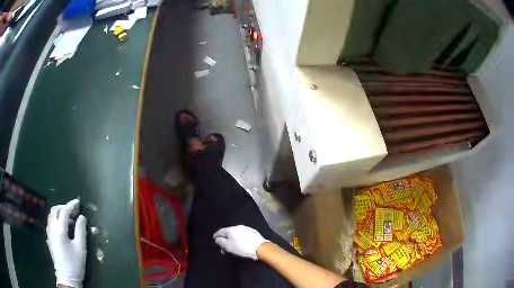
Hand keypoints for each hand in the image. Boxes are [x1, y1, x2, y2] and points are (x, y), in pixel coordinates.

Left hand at [46, 199, 86, 287]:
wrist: (66, 276)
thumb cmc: (75, 263)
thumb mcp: (81, 248)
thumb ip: (80, 230)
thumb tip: (81, 217)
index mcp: (59, 230)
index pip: (64, 211)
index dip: (71, 205)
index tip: (78, 202)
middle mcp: (51, 228)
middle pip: (55, 210)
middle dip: (64, 206)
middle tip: (73, 209)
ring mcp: (49, 232)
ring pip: (51, 215)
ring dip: (59, 212)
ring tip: (69, 217)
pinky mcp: (49, 237)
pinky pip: (50, 221)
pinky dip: (56, 218)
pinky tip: (63, 225)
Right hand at [213, 225, 268, 259]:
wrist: (260, 247)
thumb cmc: (241, 248)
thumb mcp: (228, 247)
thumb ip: (220, 242)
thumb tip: (217, 239)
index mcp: (230, 229)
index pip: (220, 231)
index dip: (216, 236)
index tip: (214, 239)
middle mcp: (238, 227)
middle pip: (228, 233)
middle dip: (225, 240)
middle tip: (224, 247)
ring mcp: (246, 228)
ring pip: (236, 234)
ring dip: (233, 239)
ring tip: (233, 246)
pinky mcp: (253, 232)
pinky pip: (243, 235)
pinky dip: (240, 239)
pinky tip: (241, 244)